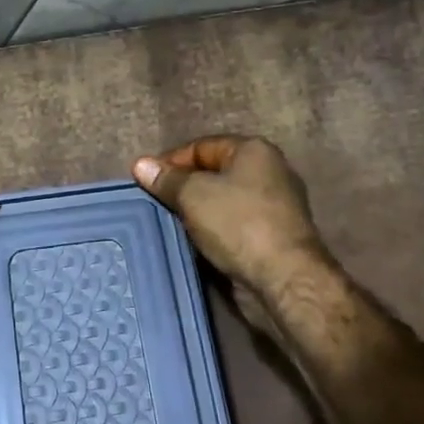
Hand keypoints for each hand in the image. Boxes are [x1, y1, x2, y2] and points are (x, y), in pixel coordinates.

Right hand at [131, 136, 332, 336]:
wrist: (283, 276)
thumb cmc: (237, 223)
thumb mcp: (193, 194)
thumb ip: (167, 179)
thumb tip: (140, 164)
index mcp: (253, 151)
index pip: (201, 146)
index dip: (170, 162)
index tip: (144, 182)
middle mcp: (269, 171)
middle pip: (213, 173)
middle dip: (183, 188)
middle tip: (154, 204)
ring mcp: (274, 205)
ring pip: (222, 202)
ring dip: (196, 213)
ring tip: (168, 224)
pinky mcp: (272, 236)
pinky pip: (233, 226)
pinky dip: (212, 231)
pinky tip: (193, 242)